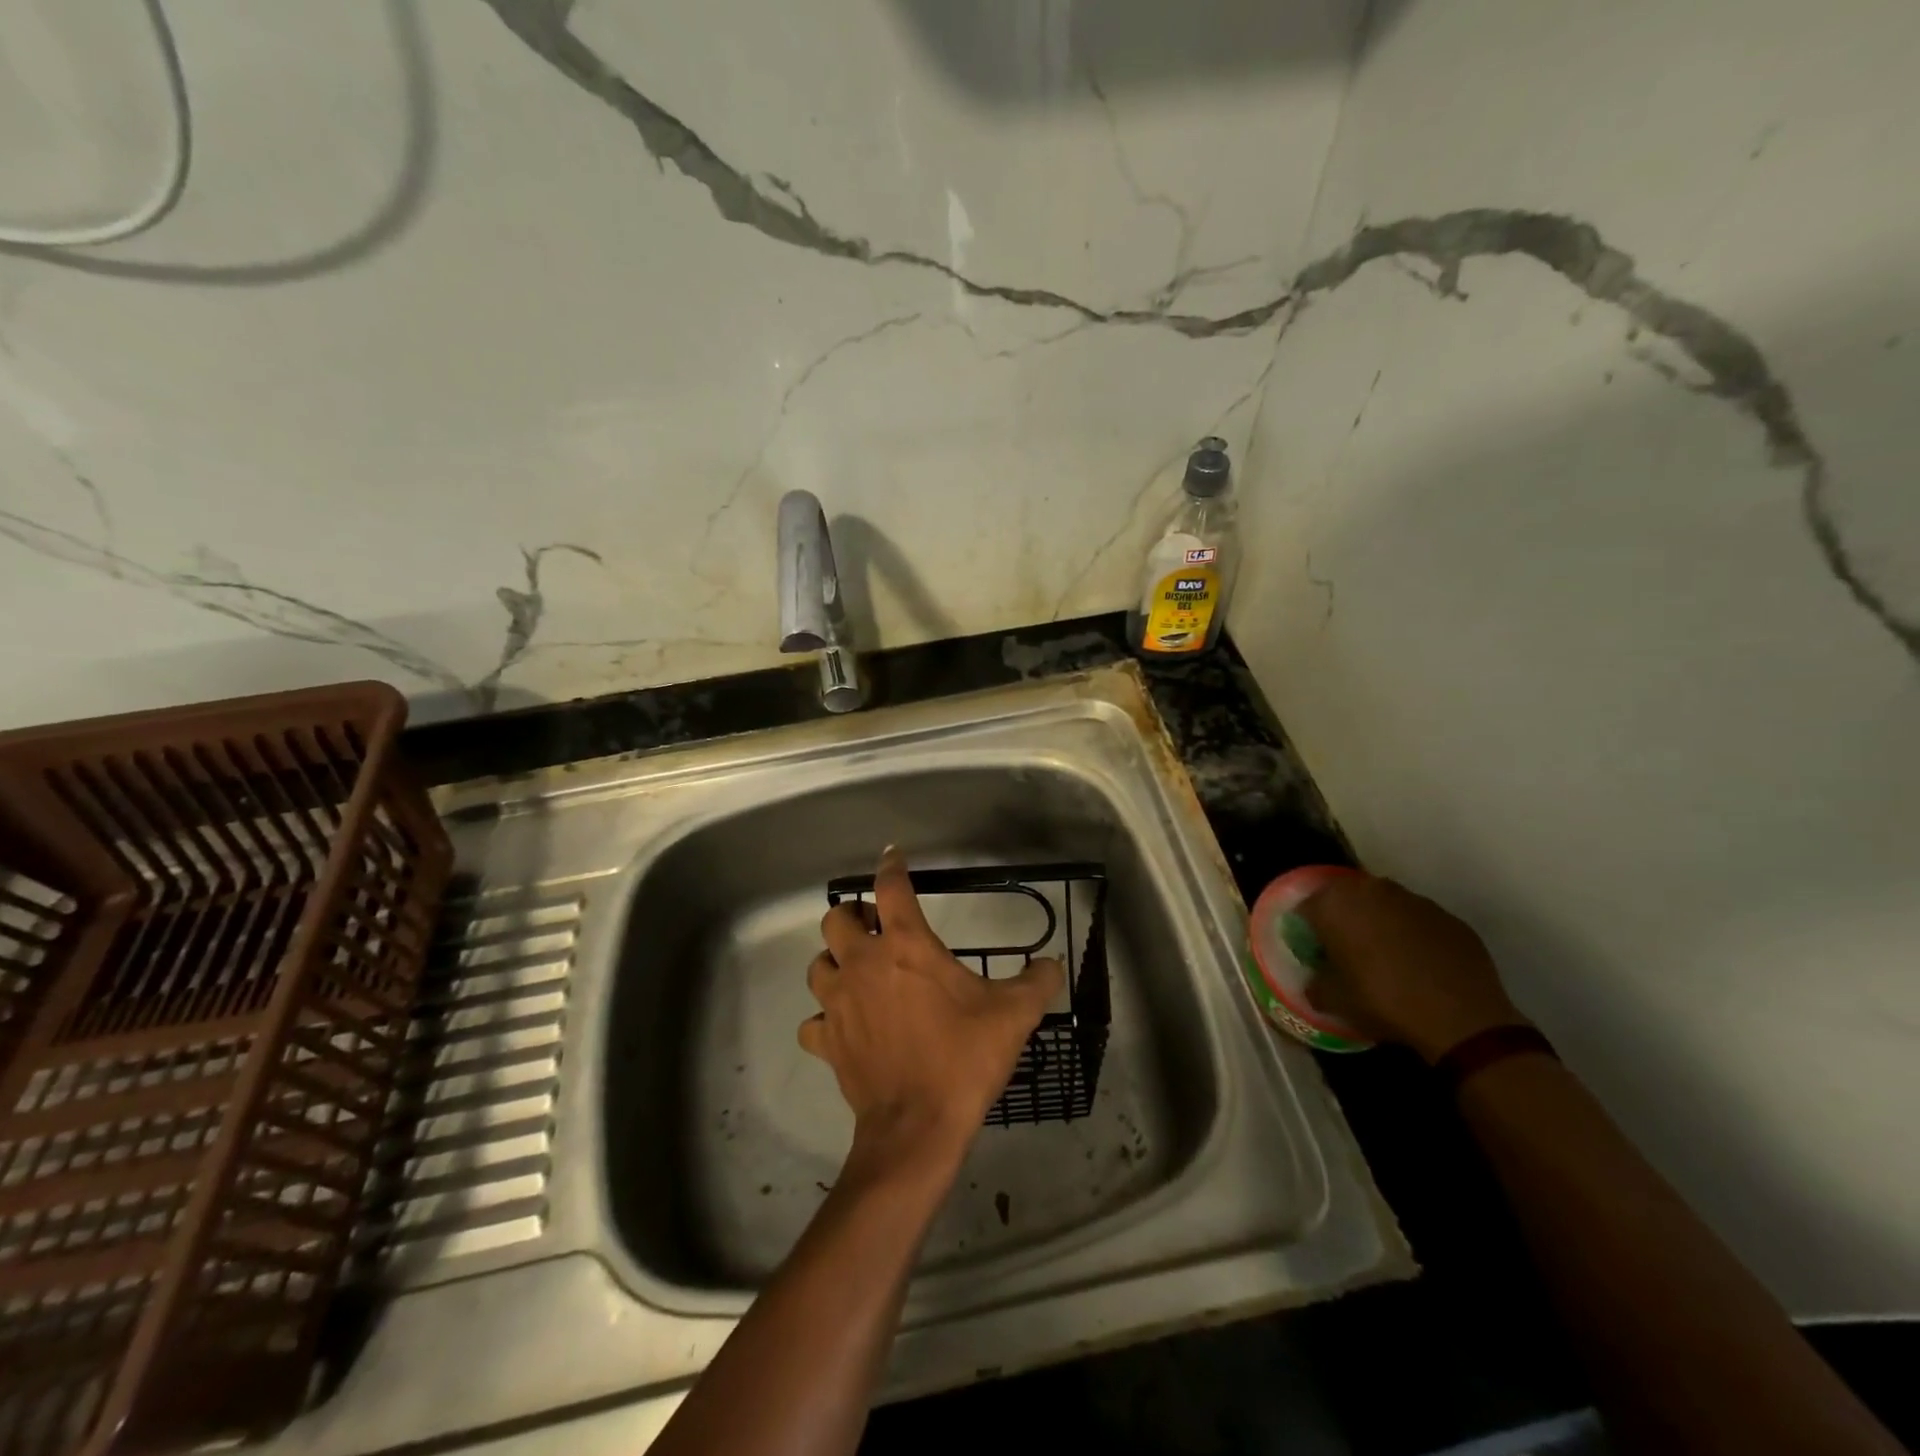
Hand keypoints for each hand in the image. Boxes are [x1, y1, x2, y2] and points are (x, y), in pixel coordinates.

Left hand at [801, 848, 1064, 1170]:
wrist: (918, 1126)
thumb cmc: (964, 1058)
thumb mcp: (1013, 1015)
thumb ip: (1037, 982)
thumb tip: (1054, 964)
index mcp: (905, 946)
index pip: (891, 888)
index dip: (891, 866)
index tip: (892, 855)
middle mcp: (863, 964)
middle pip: (836, 919)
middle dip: (852, 916)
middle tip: (875, 928)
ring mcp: (839, 1003)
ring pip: (817, 966)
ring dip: (834, 962)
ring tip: (857, 972)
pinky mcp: (828, 1041)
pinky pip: (813, 1021)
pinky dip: (825, 1018)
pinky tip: (844, 1026)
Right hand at [1297, 874, 1526, 1063]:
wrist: (1461, 1017)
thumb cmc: (1383, 1001)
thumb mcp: (1335, 1002)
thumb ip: (1316, 985)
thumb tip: (1315, 982)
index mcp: (1335, 904)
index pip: (1307, 907)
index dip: (1307, 929)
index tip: (1314, 951)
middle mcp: (1371, 890)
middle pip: (1345, 897)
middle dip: (1342, 918)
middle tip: (1345, 949)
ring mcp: (1413, 899)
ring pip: (1383, 903)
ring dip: (1378, 921)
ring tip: (1384, 955)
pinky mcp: (1447, 916)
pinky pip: (1417, 919)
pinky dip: (1412, 933)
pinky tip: (1418, 963)